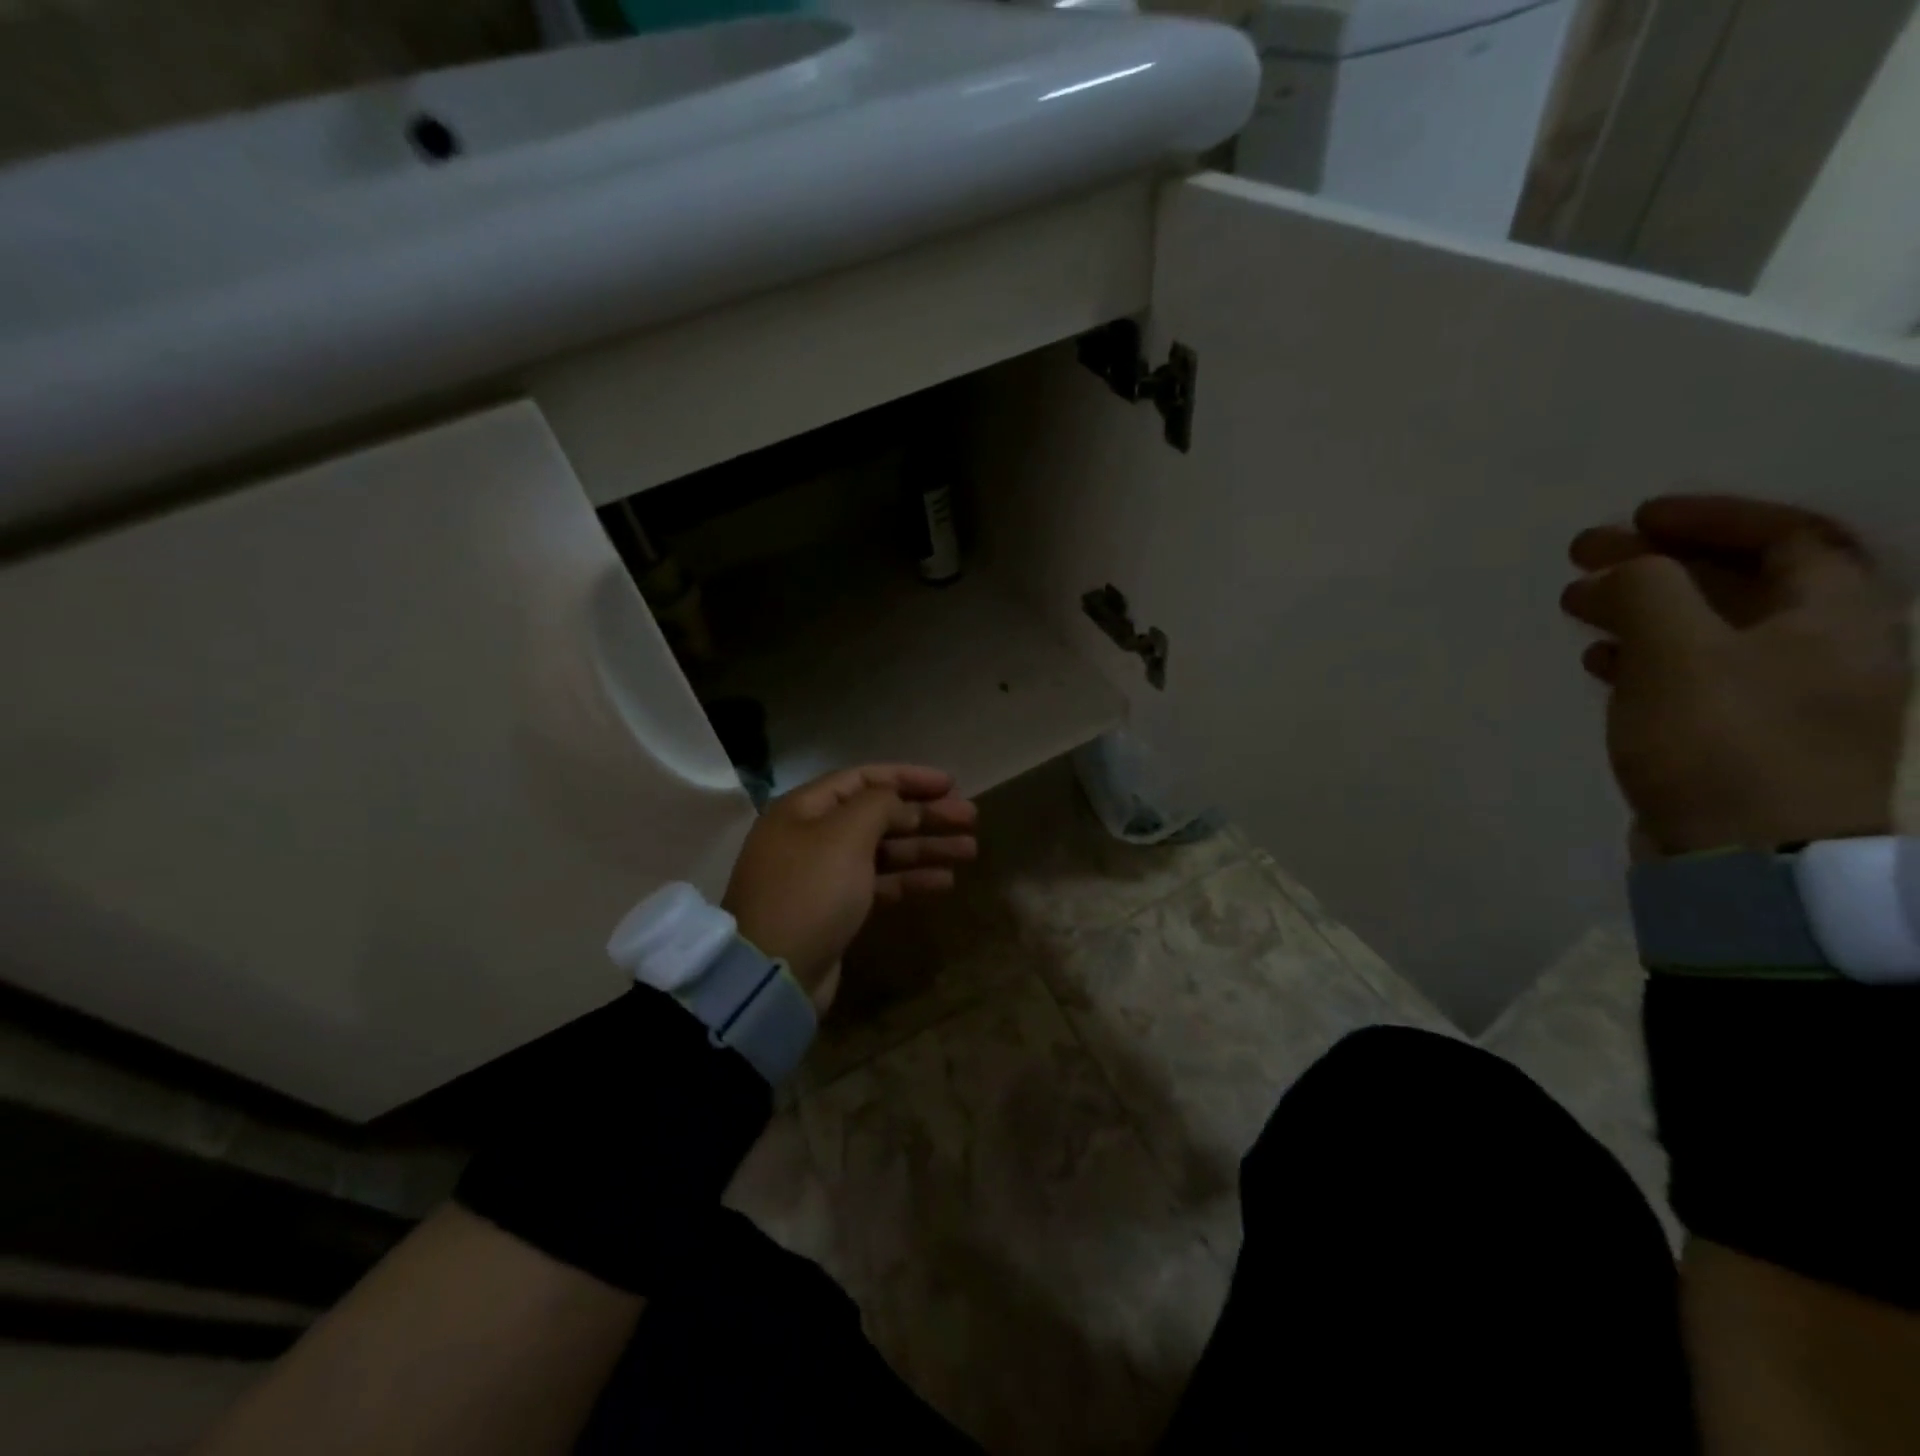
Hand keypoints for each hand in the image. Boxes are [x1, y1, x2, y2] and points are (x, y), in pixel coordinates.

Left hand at [722, 764, 977, 1011]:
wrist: (773, 973)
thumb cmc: (811, 891)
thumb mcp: (845, 835)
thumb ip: (879, 806)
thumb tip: (899, 802)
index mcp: (804, 808)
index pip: (863, 778)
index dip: (909, 777)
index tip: (951, 784)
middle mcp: (811, 835)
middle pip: (877, 814)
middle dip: (925, 814)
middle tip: (970, 818)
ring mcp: (823, 874)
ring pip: (883, 850)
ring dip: (925, 847)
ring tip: (970, 849)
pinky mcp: (835, 909)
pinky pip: (878, 883)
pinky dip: (910, 879)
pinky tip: (945, 881)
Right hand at [1561, 495, 1908, 854]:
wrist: (1749, 860)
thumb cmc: (1722, 741)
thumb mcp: (1677, 652)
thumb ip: (1648, 590)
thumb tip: (1620, 564)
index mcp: (1836, 618)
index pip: (1790, 536)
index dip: (1712, 516)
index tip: (1637, 515)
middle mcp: (1825, 652)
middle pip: (1743, 583)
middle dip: (1660, 562)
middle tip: (1586, 556)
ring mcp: (1786, 700)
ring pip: (1711, 630)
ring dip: (1645, 608)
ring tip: (1578, 605)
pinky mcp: (1743, 739)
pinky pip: (1694, 675)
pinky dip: (1646, 656)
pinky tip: (1600, 661)